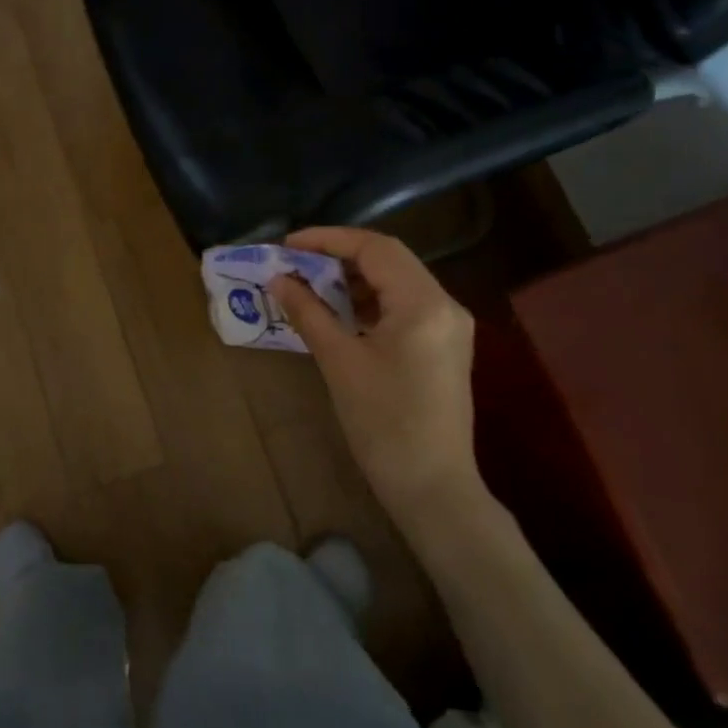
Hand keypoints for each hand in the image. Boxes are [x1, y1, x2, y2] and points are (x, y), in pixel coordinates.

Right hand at [271, 227, 491, 545]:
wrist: (432, 488)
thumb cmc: (383, 424)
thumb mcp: (339, 362)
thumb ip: (308, 313)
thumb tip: (277, 279)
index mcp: (424, 303)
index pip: (375, 248)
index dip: (328, 239)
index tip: (288, 245)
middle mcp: (445, 304)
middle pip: (389, 259)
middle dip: (339, 255)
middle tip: (296, 263)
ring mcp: (449, 326)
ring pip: (397, 281)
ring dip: (355, 278)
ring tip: (311, 284)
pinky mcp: (444, 346)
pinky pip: (405, 305)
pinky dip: (371, 301)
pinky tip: (341, 312)